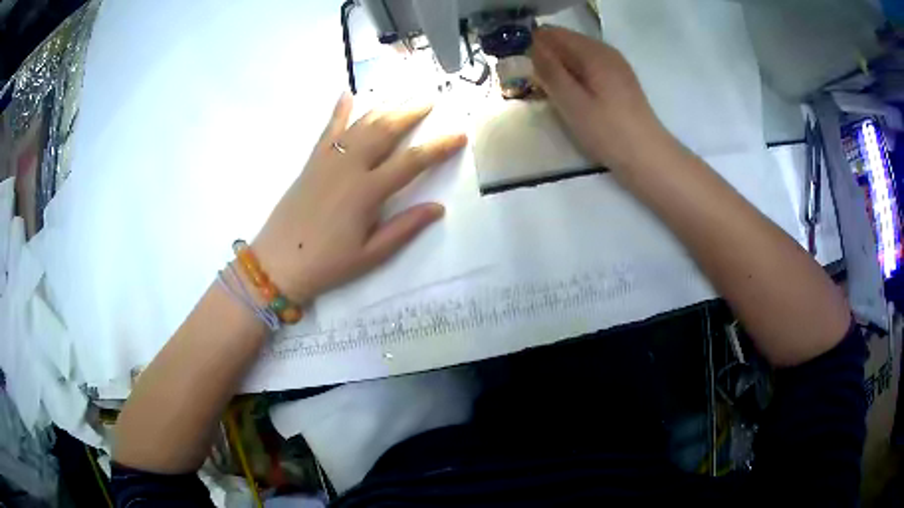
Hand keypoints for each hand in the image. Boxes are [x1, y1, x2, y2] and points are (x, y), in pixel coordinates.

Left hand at [252, 93, 466, 303]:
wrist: (277, 262)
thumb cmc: (326, 264)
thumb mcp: (370, 255)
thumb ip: (404, 228)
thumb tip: (438, 208)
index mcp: (367, 192)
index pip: (411, 161)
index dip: (438, 147)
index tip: (459, 134)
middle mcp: (349, 167)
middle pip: (386, 131)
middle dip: (410, 113)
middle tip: (430, 99)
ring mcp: (328, 160)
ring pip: (361, 124)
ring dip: (384, 107)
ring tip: (403, 94)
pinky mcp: (312, 161)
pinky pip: (328, 129)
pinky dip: (339, 110)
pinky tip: (348, 93)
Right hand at [530, 26, 671, 173]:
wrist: (647, 156)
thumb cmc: (607, 130)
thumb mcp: (572, 102)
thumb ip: (550, 71)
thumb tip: (532, 46)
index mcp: (593, 52)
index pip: (553, 34)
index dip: (533, 46)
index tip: (524, 69)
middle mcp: (605, 52)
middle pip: (565, 42)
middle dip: (546, 58)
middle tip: (536, 85)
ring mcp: (615, 66)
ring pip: (577, 56)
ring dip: (560, 69)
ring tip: (552, 93)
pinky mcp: (619, 81)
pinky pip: (589, 68)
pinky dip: (575, 76)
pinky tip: (572, 97)